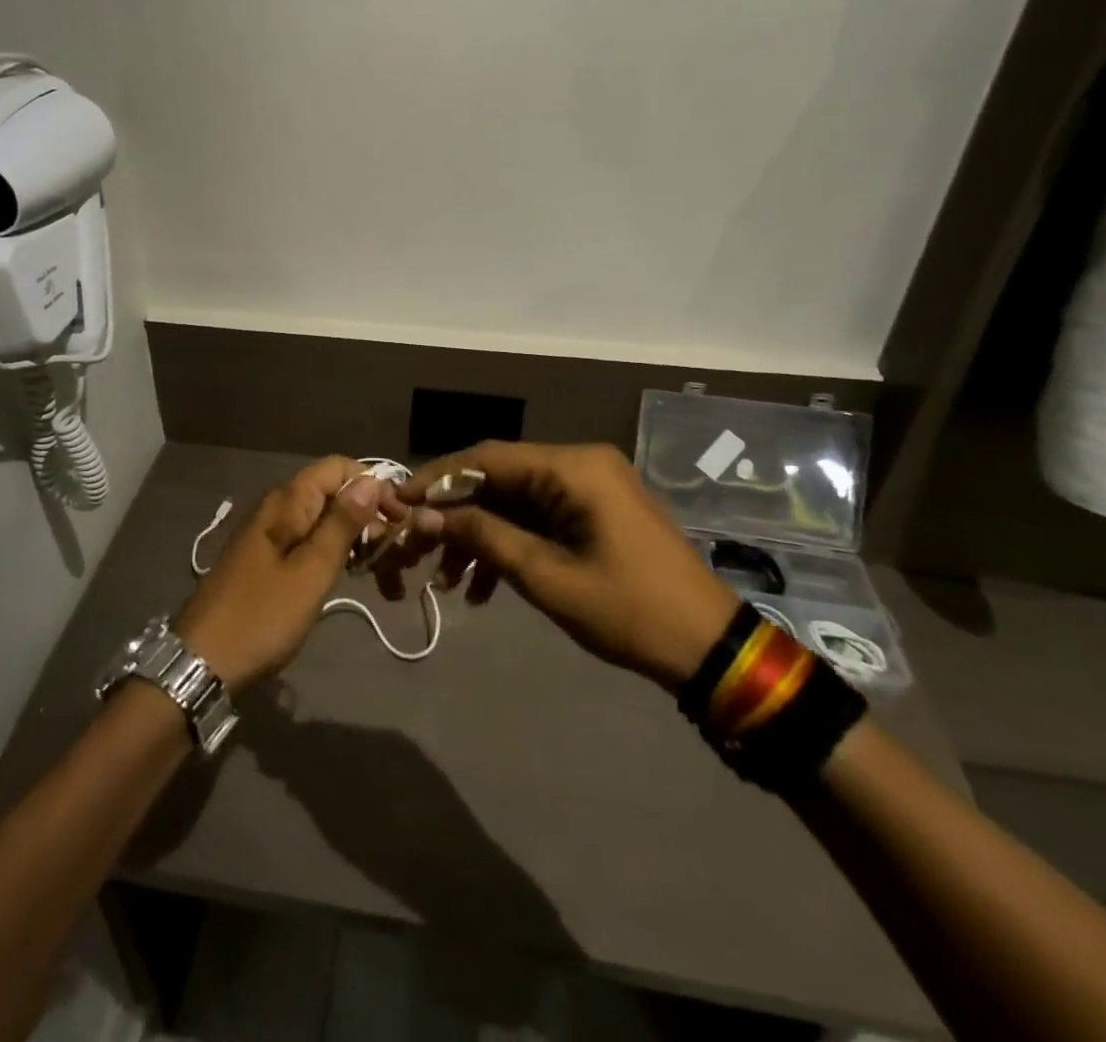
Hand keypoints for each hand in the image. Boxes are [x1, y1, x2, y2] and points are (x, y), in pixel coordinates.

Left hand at [174, 456, 401, 690]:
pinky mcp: (266, 559)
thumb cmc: (262, 616)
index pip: (338, 467)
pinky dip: (332, 552)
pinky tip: (348, 574)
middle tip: (393, 552)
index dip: (372, 485)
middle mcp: (277, 508)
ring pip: (321, 518)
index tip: (398, 518)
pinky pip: (307, 540)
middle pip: (331, 492)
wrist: (202, 662)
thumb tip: (370, 479)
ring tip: (379, 568)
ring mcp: (269, 534)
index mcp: (287, 502)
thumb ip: (341, 523)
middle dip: (366, 513)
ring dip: (353, 536)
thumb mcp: (311, 571)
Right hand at [389, 442, 738, 692]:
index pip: (486, 458)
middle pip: (498, 478)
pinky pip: (537, 517)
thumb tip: (423, 514)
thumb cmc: (627, 610)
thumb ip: (482, 535)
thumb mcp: (545, 575)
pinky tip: (482, 587)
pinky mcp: (593, 511)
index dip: (436, 479)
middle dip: (455, 515)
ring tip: (448, 581)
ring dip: (479, 535)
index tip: (397, 502)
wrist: (709, 648)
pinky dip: (508, 544)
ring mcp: (589, 487)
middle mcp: (579, 463)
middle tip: (417, 548)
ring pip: (513, 501)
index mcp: (572, 467)